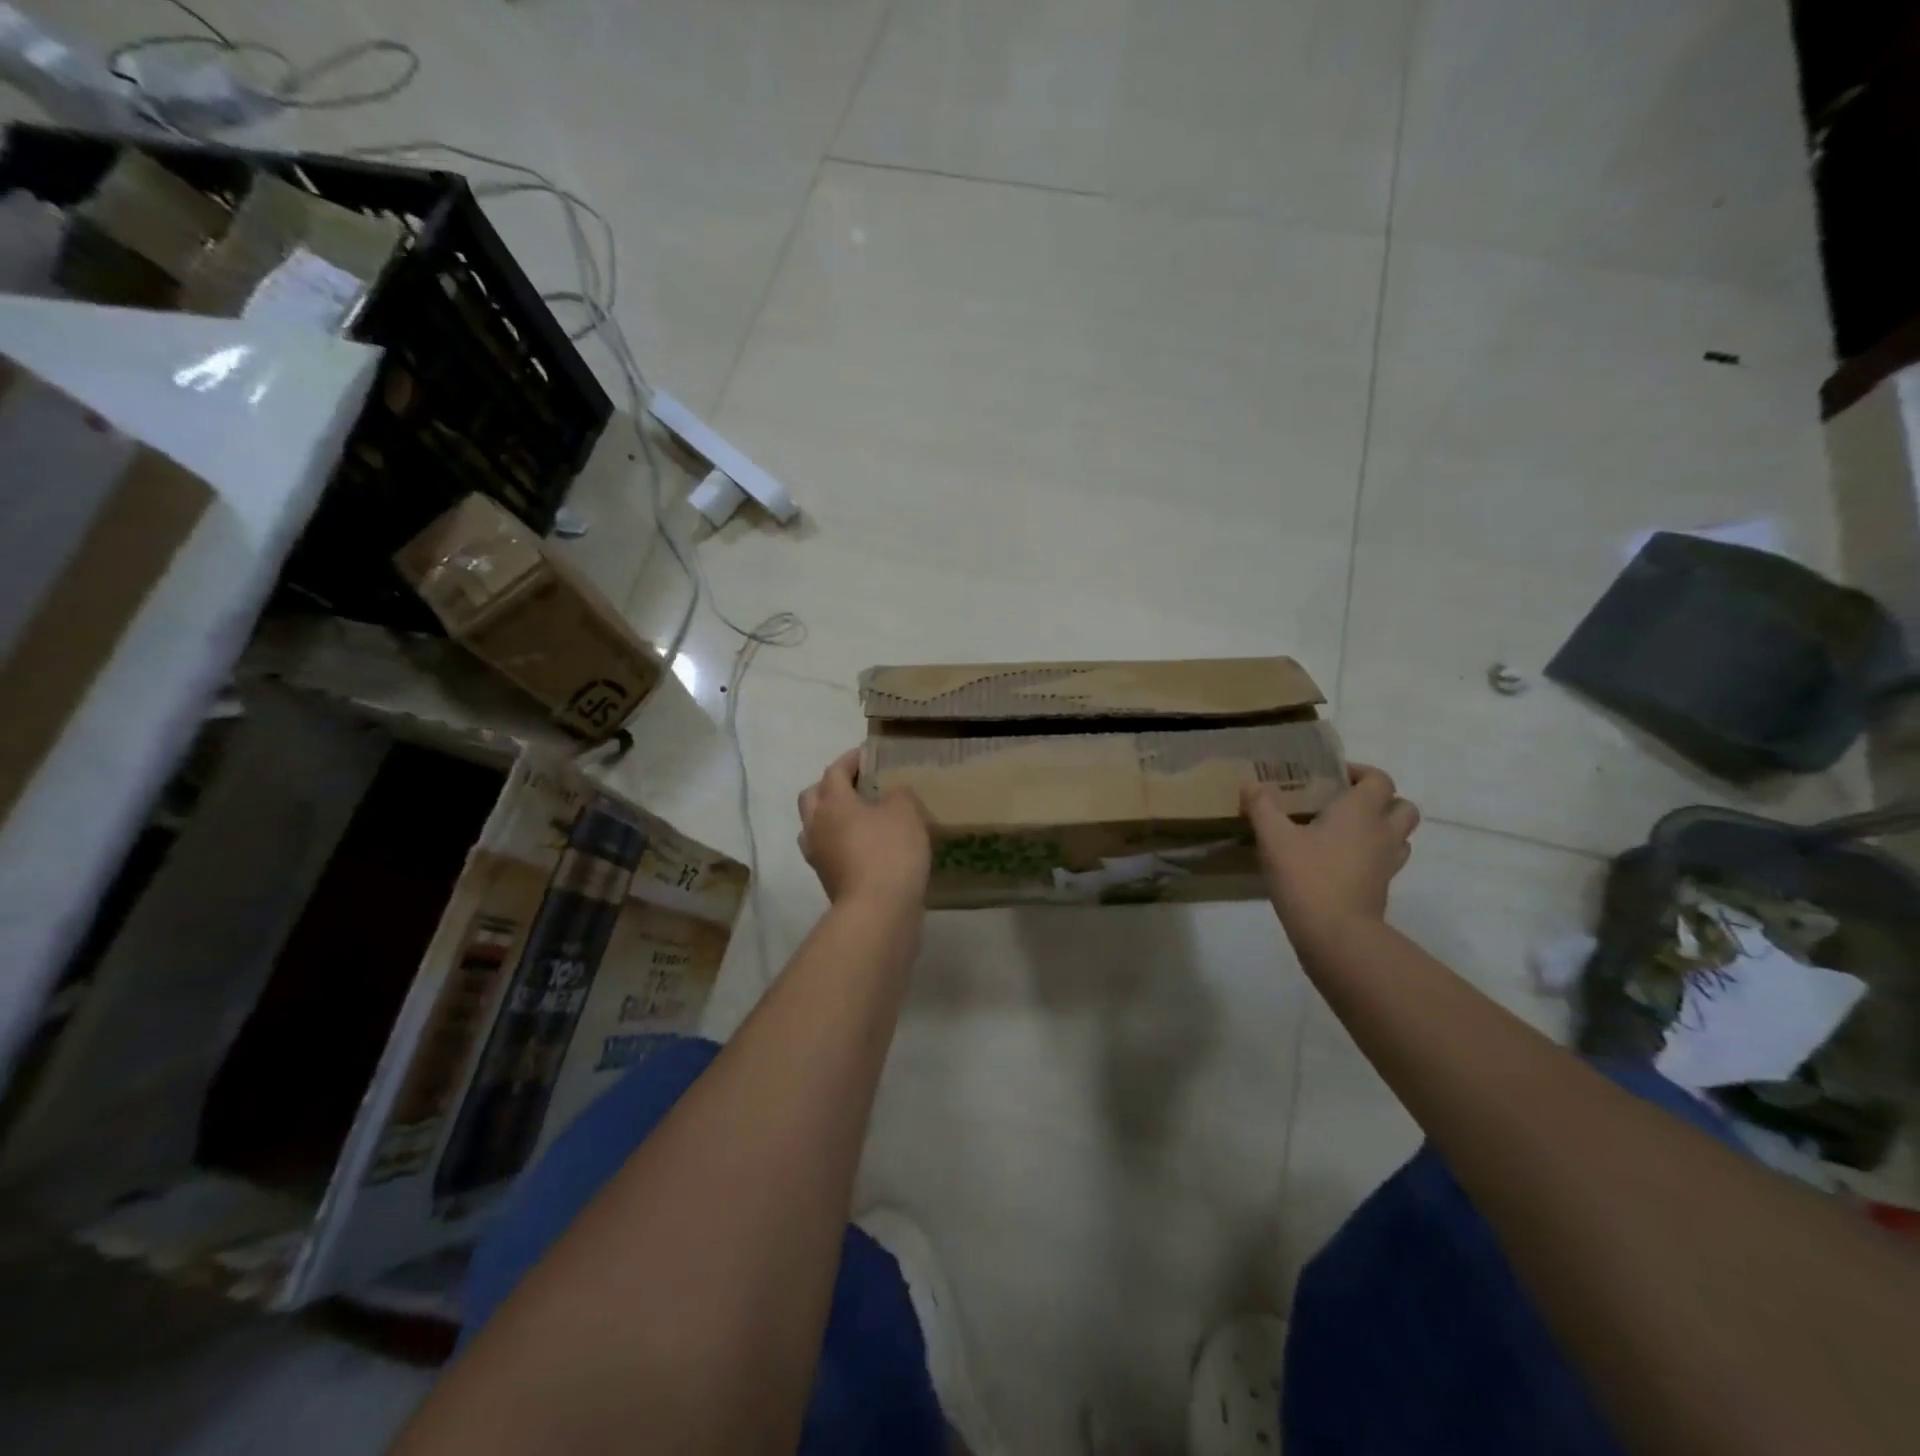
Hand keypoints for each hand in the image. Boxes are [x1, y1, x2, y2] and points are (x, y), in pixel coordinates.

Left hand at [798, 748, 930, 908]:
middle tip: (855, 785)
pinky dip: (840, 843)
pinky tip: (864, 846)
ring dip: (830, 817)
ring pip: (815, 826)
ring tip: (857, 816)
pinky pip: (828, 851)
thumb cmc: (890, 851)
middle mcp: (816, 825)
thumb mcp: (905, 811)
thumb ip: (898, 794)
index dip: (850, 759)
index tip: (866, 754)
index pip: (835, 771)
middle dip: (830, 786)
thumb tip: (891, 795)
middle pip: (813, 796)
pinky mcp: (827, 880)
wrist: (878, 910)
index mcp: (832, 801)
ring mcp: (818, 855)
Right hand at [1240, 763, 1419, 946]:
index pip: (1379, 779)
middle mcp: (1383, 832)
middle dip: (1380, 800)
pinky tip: (1341, 861)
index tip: (1333, 776)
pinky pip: (1387, 861)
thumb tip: (1251, 785)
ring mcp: (1388, 862)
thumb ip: (1262, 806)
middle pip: (1402, 806)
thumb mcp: (1273, 838)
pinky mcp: (1382, 887)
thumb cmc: (1307, 876)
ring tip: (1346, 832)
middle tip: (1346, 804)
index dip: (1360, 773)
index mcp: (1361, 812)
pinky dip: (1372, 855)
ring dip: (1381, 827)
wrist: (1336, 935)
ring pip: (1400, 835)